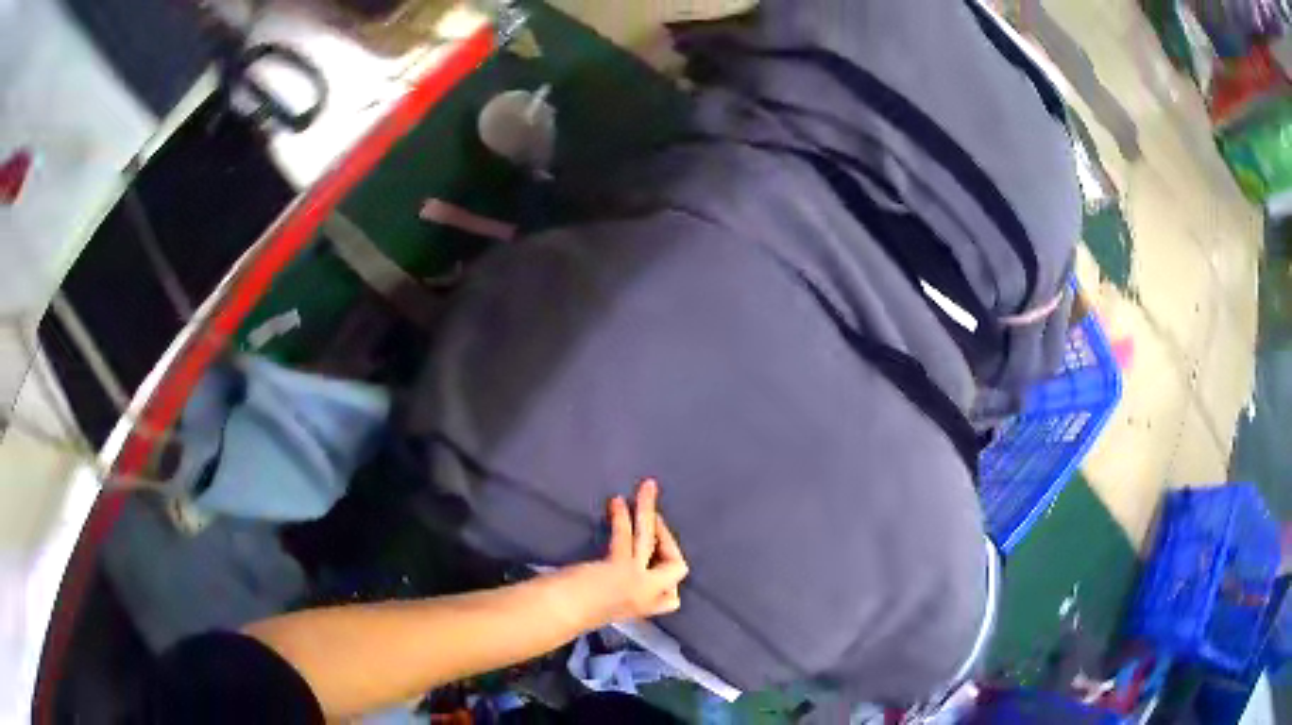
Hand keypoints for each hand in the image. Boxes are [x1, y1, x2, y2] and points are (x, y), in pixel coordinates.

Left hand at [550, 479, 689, 627]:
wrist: (556, 616)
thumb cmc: (568, 614)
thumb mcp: (602, 605)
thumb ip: (614, 591)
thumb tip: (608, 571)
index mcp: (641, 609)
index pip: (672, 599)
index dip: (669, 579)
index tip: (656, 560)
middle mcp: (645, 597)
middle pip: (677, 568)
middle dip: (670, 541)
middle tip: (658, 521)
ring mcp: (636, 582)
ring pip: (649, 540)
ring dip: (649, 510)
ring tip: (647, 486)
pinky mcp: (621, 568)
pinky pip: (627, 535)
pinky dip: (622, 516)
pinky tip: (615, 501)